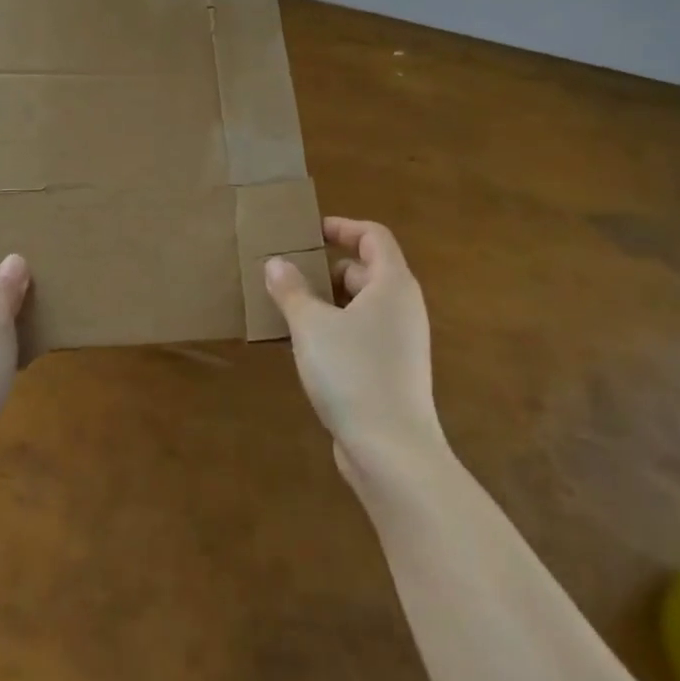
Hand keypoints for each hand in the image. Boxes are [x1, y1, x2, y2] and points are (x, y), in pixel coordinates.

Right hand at [265, 218, 447, 488]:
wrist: (392, 452)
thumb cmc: (353, 373)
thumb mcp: (311, 326)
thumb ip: (291, 290)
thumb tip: (276, 263)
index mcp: (392, 284)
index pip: (374, 236)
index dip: (342, 227)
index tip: (310, 232)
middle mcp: (403, 307)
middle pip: (367, 270)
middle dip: (327, 268)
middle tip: (290, 274)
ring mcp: (402, 342)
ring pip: (363, 306)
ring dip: (328, 302)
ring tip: (291, 310)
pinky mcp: (394, 372)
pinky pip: (363, 334)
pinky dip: (338, 330)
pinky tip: (307, 348)